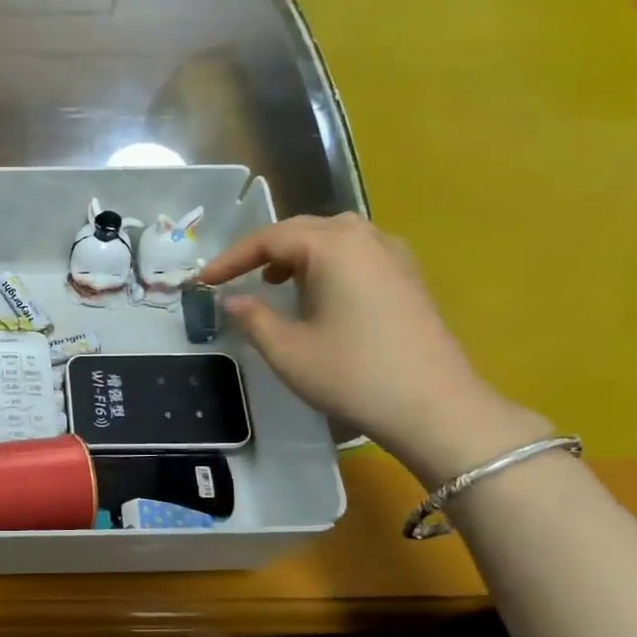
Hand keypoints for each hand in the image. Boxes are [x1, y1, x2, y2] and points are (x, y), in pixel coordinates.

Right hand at [199, 214, 546, 483]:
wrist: (433, 407)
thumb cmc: (352, 375)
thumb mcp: (287, 350)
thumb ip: (253, 317)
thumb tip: (232, 300)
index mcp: (334, 247)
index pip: (270, 238)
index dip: (231, 258)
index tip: (203, 281)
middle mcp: (365, 238)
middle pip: (303, 229)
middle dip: (263, 251)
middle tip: (233, 277)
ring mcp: (392, 256)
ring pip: (333, 238)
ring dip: (296, 254)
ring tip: (272, 281)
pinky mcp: (406, 278)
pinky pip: (356, 254)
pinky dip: (325, 263)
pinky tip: (316, 294)